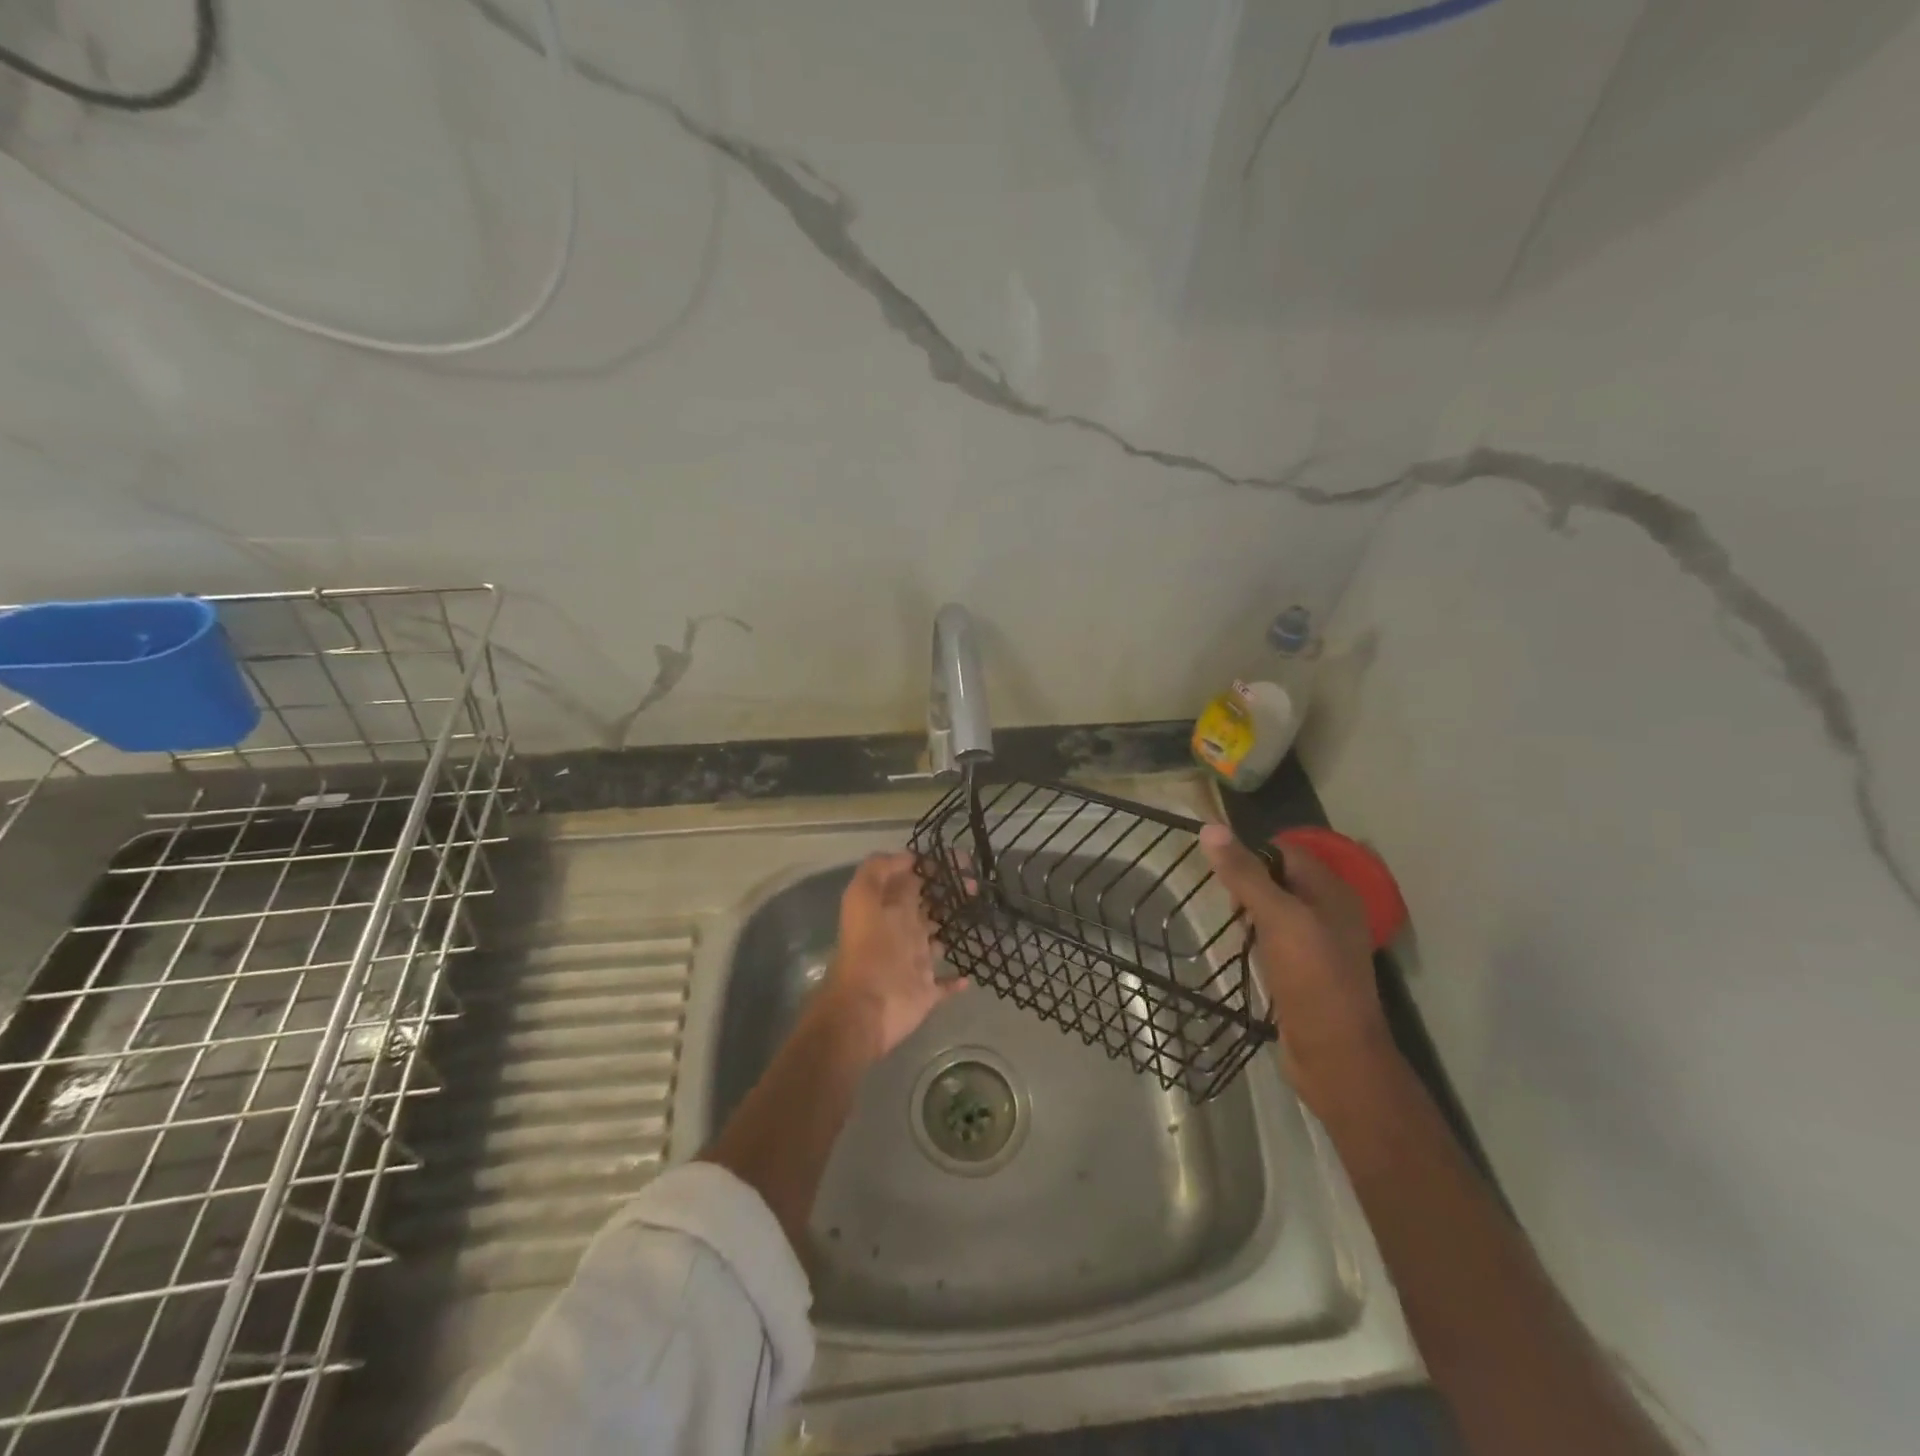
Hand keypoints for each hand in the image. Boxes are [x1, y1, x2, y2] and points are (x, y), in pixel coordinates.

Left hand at [818, 852, 967, 1057]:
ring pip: (938, 939)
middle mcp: (902, 930)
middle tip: (976, 885)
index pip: (911, 879)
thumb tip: (909, 857)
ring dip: (953, 928)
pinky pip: (945, 983)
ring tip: (979, 912)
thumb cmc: (870, 948)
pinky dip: (957, 979)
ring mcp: (915, 961)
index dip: (932, 867)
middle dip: (949, 892)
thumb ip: (879, 870)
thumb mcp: (863, 897)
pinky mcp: (926, 990)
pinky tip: (969, 972)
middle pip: (928, 905)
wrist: (867, 1006)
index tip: (960, 860)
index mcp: (888, 908)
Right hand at [1198, 824, 1393, 1102]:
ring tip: (1231, 926)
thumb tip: (1210, 828)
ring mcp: (1320, 944)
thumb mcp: (1277, 918)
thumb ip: (1244, 874)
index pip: (1286, 851)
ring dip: (1250, 913)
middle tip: (1225, 902)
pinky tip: (1242, 951)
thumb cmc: (1311, 979)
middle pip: (1280, 879)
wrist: (1335, 1057)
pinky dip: (1257, 939)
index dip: (1252, 854)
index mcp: (1332, 892)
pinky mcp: (1306, 972)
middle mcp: (1330, 913)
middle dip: (1249, 884)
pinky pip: (1276, 940)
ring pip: (1276, 911)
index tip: (1220, 870)